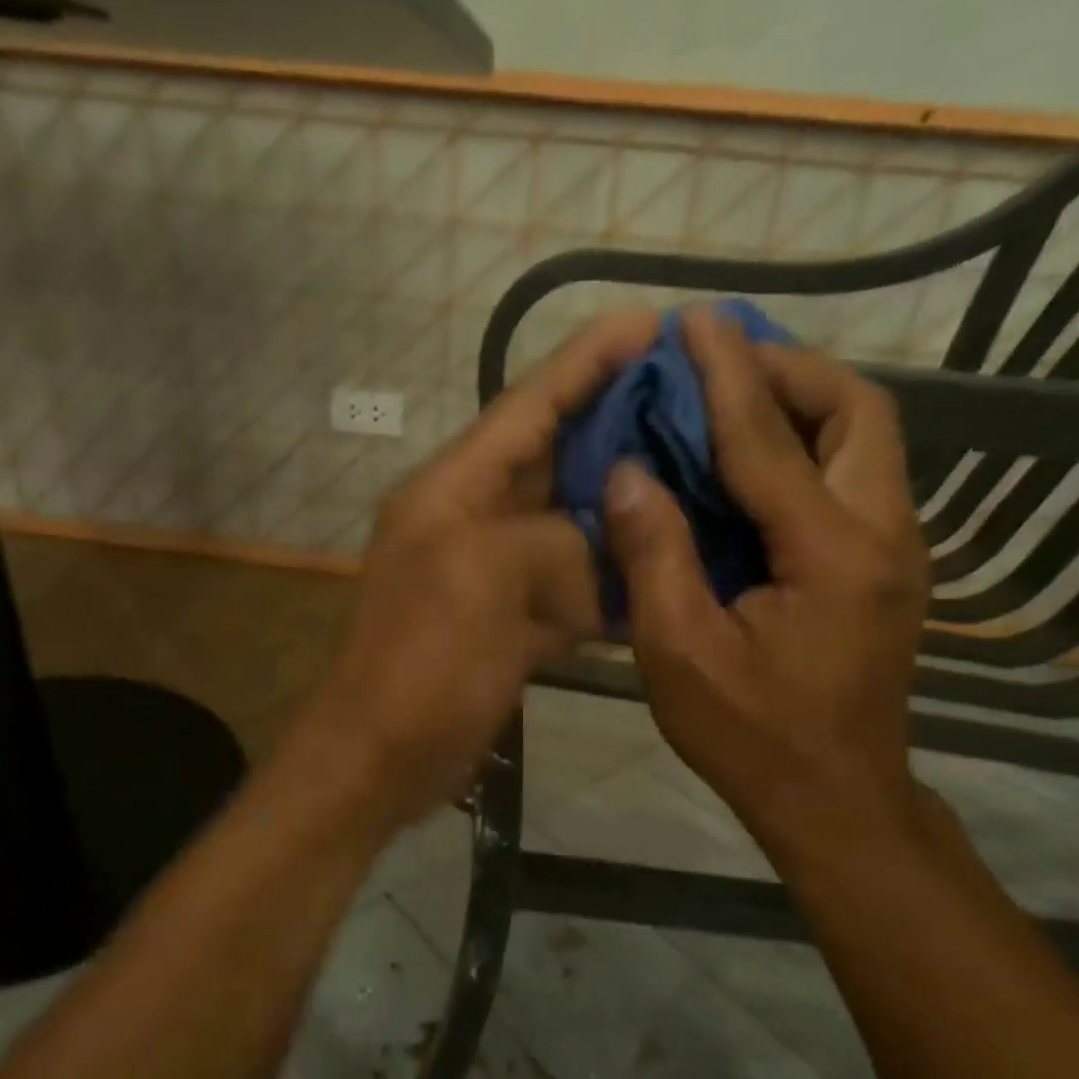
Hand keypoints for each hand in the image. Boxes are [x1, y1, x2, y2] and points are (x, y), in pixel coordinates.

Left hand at [294, 312, 661, 833]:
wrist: (381, 756)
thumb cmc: (422, 662)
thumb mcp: (483, 580)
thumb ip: (554, 544)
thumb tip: (603, 555)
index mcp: (453, 489)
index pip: (527, 405)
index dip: (586, 361)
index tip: (649, 321)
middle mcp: (472, 519)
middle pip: (553, 457)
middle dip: (617, 426)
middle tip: (697, 400)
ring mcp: (493, 575)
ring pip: (568, 524)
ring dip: (621, 505)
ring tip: (698, 477)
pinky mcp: (509, 624)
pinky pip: (569, 587)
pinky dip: (609, 580)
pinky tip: (663, 568)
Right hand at [603, 307, 929, 865]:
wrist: (834, 801)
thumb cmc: (750, 737)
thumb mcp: (679, 653)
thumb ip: (655, 556)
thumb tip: (627, 473)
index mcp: (832, 554)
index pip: (770, 439)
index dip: (727, 375)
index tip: (695, 321)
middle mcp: (884, 535)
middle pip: (857, 411)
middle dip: (788, 370)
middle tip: (720, 362)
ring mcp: (896, 552)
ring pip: (865, 440)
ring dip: (802, 404)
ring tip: (731, 397)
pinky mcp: (885, 570)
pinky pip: (852, 478)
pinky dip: (805, 448)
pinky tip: (752, 463)